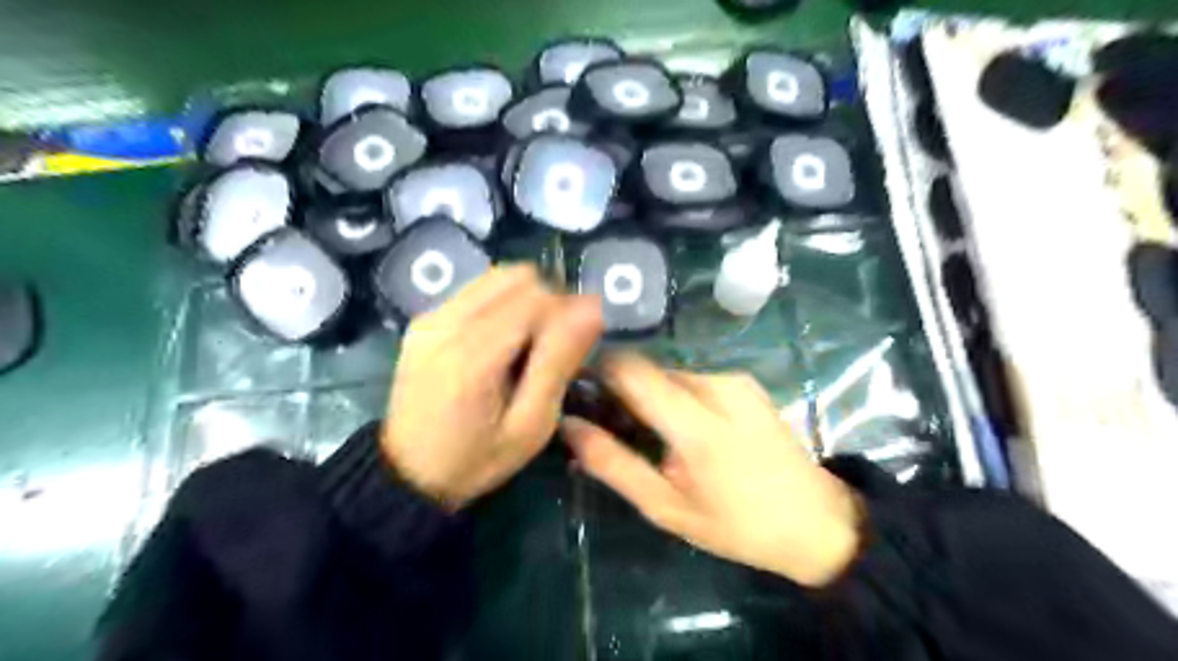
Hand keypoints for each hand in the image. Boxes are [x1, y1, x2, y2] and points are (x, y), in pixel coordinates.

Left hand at [383, 266, 600, 508]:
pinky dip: (502, 304)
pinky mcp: (424, 318)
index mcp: (473, 355)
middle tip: (553, 346)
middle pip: (518, 278)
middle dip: (548, 303)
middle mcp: (447, 322)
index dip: (567, 312)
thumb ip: (559, 362)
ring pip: (498, 277)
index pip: (537, 297)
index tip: (576, 345)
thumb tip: (591, 307)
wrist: (407, 474)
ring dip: (525, 299)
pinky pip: (477, 289)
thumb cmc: (476, 458)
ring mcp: (431, 316)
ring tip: (528, 343)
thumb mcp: (530, 425)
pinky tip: (501, 341)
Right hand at [566, 354, 861, 584]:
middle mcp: (716, 385)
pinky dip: (678, 400)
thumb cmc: (737, 525)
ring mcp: (735, 379)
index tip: (582, 399)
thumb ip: (613, 463)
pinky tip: (687, 433)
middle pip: (648, 371)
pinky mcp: (745, 381)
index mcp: (696, 422)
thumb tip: (568, 424)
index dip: (597, 374)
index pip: (629, 368)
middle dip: (624, 395)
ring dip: (652, 400)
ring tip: (657, 440)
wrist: (818, 520)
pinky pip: (693, 381)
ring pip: (669, 376)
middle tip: (617, 434)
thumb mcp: (666, 507)